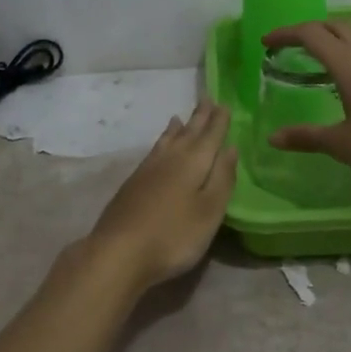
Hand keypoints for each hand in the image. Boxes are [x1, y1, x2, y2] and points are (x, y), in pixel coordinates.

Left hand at [86, 100, 237, 290]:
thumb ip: (222, 178)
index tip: (224, 103)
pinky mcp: (132, 185)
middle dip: (199, 118)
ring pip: (167, 142)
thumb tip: (231, 148)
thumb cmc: (174, 235)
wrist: (119, 252)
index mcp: (193, 163)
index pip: (210, 136)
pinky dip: (161, 143)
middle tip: (206, 99)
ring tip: (180, 118)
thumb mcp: (210, 210)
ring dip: (177, 129)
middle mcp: (170, 159)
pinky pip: (153, 152)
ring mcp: (147, 171)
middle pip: (188, 133)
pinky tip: (159, 149)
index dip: (218, 121)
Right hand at [261, 21, 350, 188]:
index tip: (266, 42)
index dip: (287, 33)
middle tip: (289, 47)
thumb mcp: (339, 144)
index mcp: (350, 66)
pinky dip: (347, 55)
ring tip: (312, 62)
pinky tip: (343, 82)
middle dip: (310, 30)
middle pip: (336, 27)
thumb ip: (305, 137)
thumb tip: (273, 138)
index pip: (313, 34)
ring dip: (331, 40)